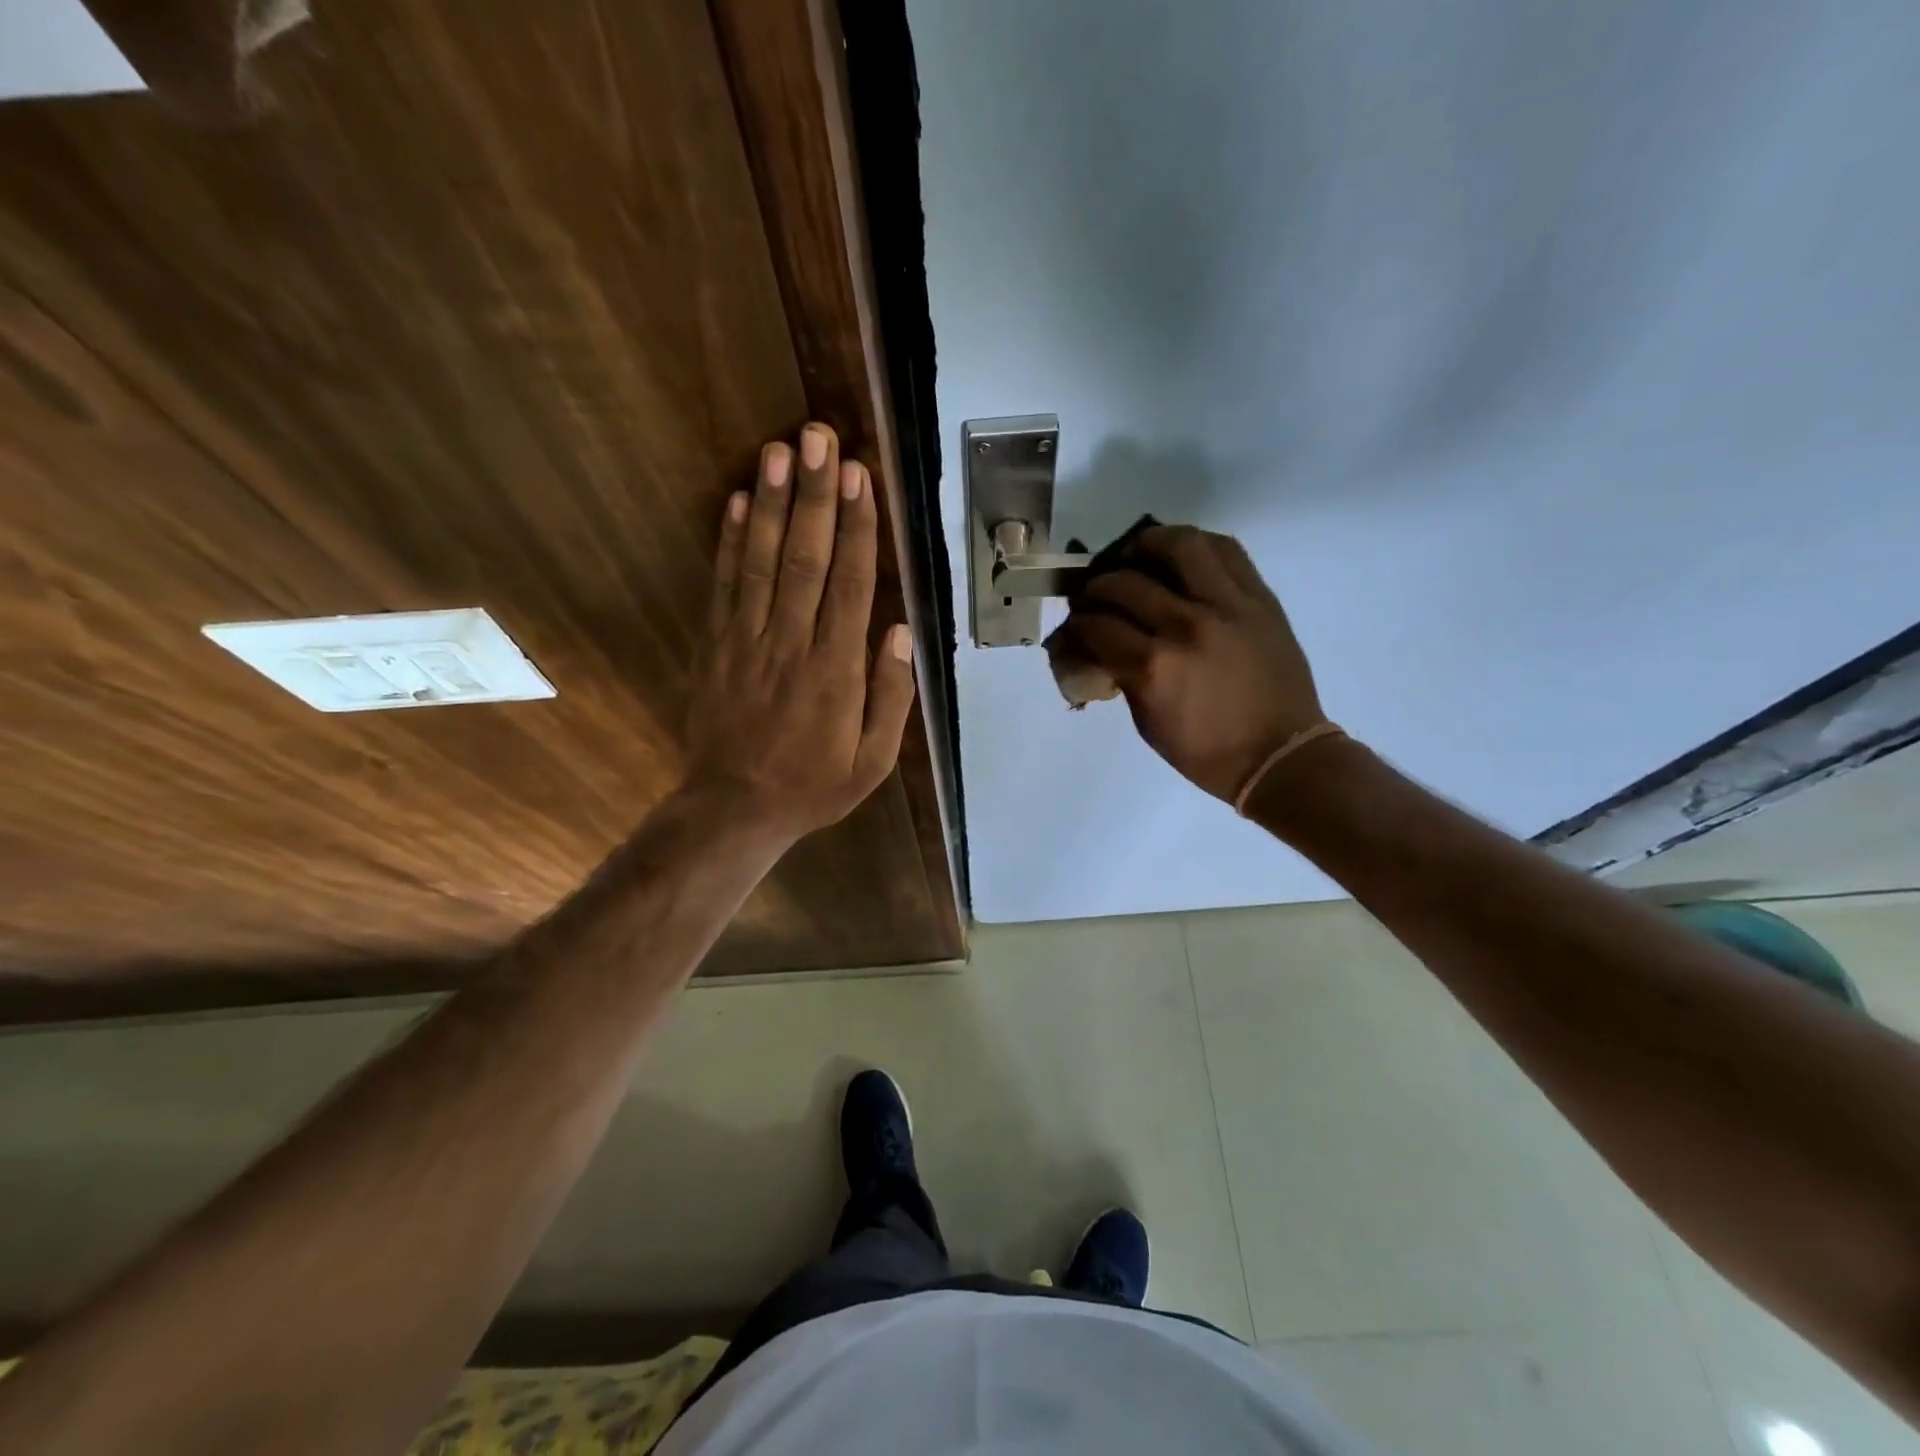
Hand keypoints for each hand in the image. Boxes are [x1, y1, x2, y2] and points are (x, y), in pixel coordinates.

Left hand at [683, 423, 915, 840]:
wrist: (734, 808)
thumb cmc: (814, 785)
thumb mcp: (872, 761)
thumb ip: (891, 696)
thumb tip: (901, 631)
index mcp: (835, 671)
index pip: (850, 585)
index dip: (856, 528)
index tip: (860, 477)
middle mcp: (791, 644)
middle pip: (804, 559)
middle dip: (814, 495)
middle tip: (818, 438)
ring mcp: (746, 641)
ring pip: (759, 562)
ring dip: (768, 503)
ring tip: (777, 450)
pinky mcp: (716, 646)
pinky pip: (723, 586)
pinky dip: (727, 541)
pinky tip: (733, 501)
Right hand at [1058, 525, 1324, 802]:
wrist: (1280, 754)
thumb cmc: (1206, 751)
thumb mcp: (1147, 721)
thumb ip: (1121, 674)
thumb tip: (1097, 644)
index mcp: (1154, 667)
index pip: (1097, 625)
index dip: (1077, 623)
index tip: (1076, 624)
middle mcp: (1186, 626)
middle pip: (1125, 582)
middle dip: (1097, 587)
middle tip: (1095, 595)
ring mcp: (1227, 606)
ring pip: (1178, 546)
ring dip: (1146, 545)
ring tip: (1136, 556)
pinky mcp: (1258, 598)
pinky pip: (1225, 551)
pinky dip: (1195, 546)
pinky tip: (1180, 558)